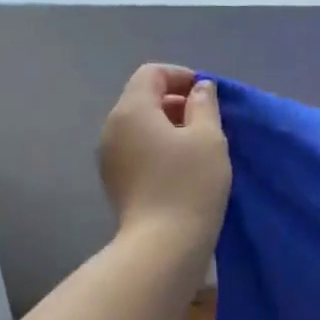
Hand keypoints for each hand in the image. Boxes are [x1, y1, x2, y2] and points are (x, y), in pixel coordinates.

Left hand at [98, 64, 231, 247]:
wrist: (163, 246)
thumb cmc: (190, 185)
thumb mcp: (208, 138)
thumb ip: (205, 105)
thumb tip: (200, 89)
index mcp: (132, 110)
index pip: (152, 74)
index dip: (181, 76)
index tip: (209, 95)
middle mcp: (112, 128)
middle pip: (143, 99)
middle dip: (176, 102)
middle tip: (209, 122)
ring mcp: (109, 158)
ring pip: (140, 127)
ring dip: (169, 127)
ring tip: (199, 147)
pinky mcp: (115, 182)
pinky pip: (137, 151)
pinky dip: (159, 149)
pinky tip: (183, 169)